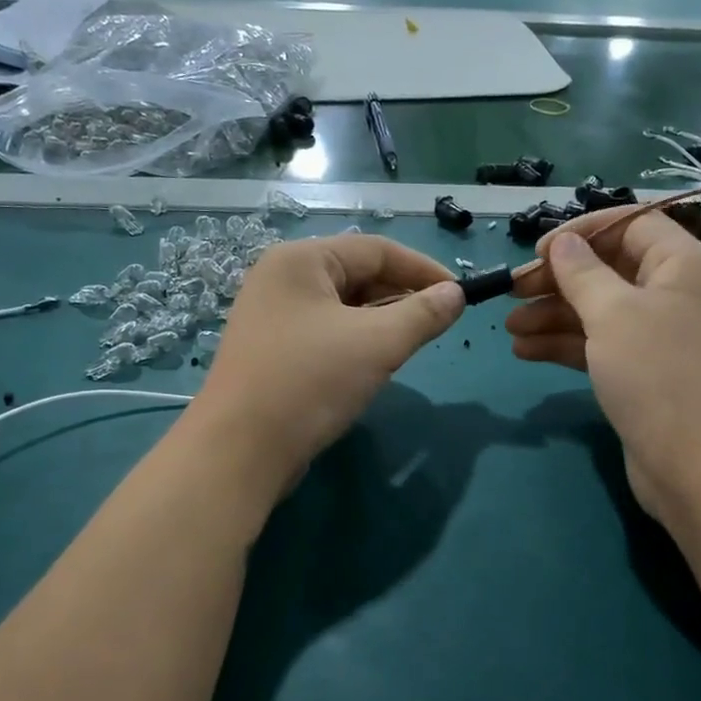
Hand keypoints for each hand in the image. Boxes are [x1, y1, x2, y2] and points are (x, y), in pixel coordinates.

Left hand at [193, 233, 462, 497]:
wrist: (239, 451)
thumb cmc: (310, 382)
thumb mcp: (377, 344)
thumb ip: (423, 314)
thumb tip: (456, 294)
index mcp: (301, 260)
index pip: (376, 250)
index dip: (423, 269)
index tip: (460, 295)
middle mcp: (282, 279)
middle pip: (358, 275)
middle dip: (402, 297)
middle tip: (436, 325)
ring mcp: (273, 317)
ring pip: (344, 307)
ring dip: (381, 322)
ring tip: (410, 345)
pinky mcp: (273, 351)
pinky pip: (327, 333)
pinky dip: (357, 342)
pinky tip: (374, 365)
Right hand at [507, 208, 700, 522]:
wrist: (700, 467)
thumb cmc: (659, 375)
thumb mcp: (614, 314)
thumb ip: (582, 273)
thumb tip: (563, 242)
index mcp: (679, 264)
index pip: (629, 225)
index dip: (582, 231)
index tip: (538, 250)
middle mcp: (672, 293)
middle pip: (607, 269)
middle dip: (557, 279)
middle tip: (512, 291)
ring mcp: (657, 337)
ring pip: (597, 311)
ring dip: (552, 315)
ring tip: (509, 327)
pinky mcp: (642, 374)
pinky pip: (598, 346)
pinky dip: (563, 345)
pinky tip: (525, 352)